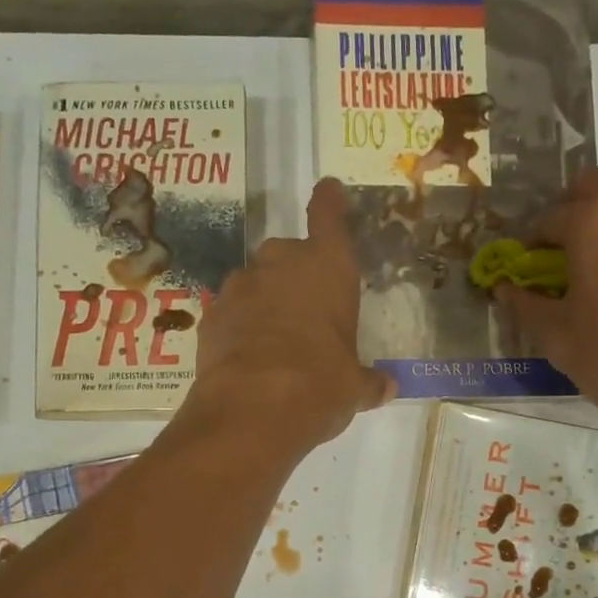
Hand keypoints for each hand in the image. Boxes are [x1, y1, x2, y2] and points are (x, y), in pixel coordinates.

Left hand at [182, 177, 393, 454]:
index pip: (329, 217)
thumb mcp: (353, 387)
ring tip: (274, 338)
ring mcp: (240, 286)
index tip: (328, 189)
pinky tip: (247, 355)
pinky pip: (232, 311)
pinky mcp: (211, 314)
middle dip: (296, 273)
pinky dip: (239, 325)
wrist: (252, 408)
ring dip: (265, 299)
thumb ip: (368, 382)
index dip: (330, 201)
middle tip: (306, 309)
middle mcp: (281, 264)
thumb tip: (386, 388)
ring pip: (255, 281)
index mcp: (328, 268)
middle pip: (288, 253)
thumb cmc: (320, 385)